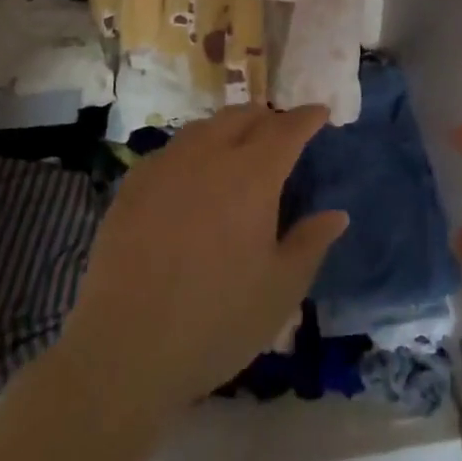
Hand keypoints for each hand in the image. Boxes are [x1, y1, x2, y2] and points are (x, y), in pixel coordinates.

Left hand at [59, 104, 348, 417]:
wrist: (125, 348)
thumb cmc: (216, 321)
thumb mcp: (280, 290)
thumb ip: (310, 244)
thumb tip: (336, 214)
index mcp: (252, 175)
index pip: (287, 129)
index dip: (307, 117)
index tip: (320, 112)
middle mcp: (209, 155)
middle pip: (243, 116)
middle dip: (268, 117)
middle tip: (281, 133)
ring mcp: (166, 165)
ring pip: (205, 127)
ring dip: (229, 128)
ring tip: (238, 147)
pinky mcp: (133, 183)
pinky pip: (172, 149)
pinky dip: (194, 149)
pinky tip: (192, 174)